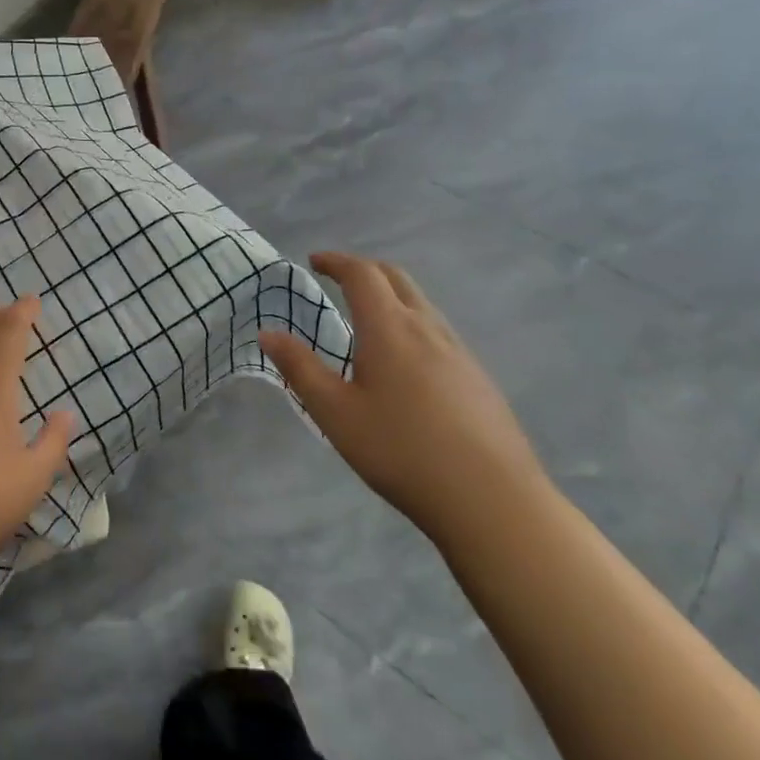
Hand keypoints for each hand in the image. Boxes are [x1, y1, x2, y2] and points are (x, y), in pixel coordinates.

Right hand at [259, 252, 547, 546]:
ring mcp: (459, 351)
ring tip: (366, 319)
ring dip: (390, 296)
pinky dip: (411, 323)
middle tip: (338, 280)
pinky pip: (437, 331)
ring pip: (421, 303)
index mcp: (389, 328)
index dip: (336, 261)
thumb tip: (268, 333)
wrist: (491, 498)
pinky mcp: (477, 377)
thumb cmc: (400, 450)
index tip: (314, 261)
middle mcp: (427, 327)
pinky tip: (403, 362)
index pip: (362, 274)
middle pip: (397, 278)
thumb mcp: (335, 412)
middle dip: (365, 270)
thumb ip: (299, 368)